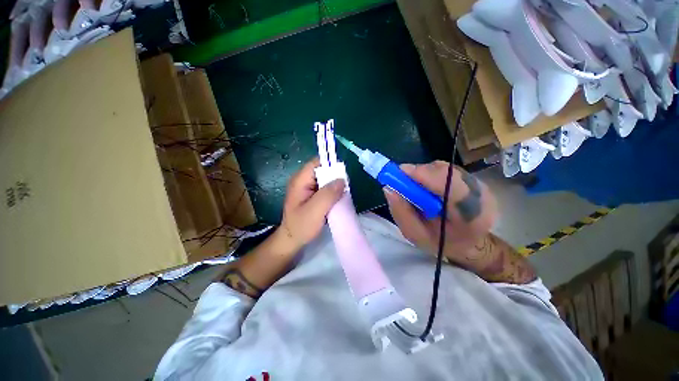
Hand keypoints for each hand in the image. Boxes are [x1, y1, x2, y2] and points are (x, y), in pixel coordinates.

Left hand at [280, 158, 344, 249]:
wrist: (292, 240)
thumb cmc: (301, 226)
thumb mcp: (315, 210)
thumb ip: (328, 194)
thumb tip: (342, 180)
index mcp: (300, 180)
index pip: (316, 163)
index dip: (330, 166)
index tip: (342, 177)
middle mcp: (303, 181)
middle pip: (322, 170)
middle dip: (335, 177)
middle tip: (344, 189)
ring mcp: (307, 188)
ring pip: (325, 180)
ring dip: (334, 186)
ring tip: (341, 196)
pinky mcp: (311, 195)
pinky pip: (325, 188)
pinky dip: (332, 192)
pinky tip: (336, 200)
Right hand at [384, 161, 497, 259]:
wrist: (470, 242)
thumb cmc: (442, 242)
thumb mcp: (416, 235)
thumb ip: (402, 213)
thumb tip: (388, 188)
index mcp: (469, 214)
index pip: (448, 184)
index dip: (421, 175)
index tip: (397, 174)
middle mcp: (479, 193)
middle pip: (444, 171)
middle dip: (418, 174)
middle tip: (401, 183)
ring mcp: (478, 182)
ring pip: (443, 168)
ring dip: (423, 174)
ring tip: (416, 190)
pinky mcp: (472, 177)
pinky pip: (445, 169)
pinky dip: (430, 175)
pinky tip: (427, 188)